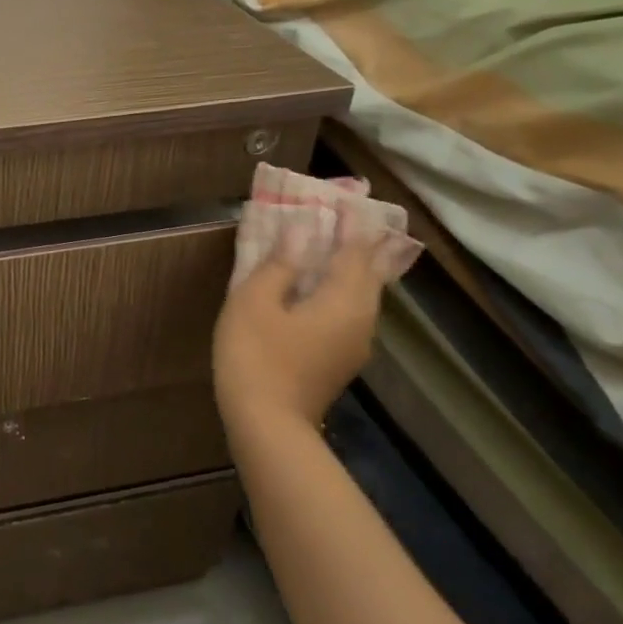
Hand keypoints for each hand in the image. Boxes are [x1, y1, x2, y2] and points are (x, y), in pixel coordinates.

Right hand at [213, 214, 386, 444]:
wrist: (266, 426)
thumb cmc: (256, 356)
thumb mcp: (255, 301)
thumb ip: (280, 263)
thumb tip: (302, 230)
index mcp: (346, 300)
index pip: (357, 249)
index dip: (352, 222)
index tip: (345, 197)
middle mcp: (361, 320)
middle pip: (367, 273)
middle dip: (356, 243)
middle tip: (340, 218)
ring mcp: (353, 345)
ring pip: (359, 295)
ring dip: (346, 268)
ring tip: (327, 247)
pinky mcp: (338, 361)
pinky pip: (345, 313)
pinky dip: (336, 291)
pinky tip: (314, 290)